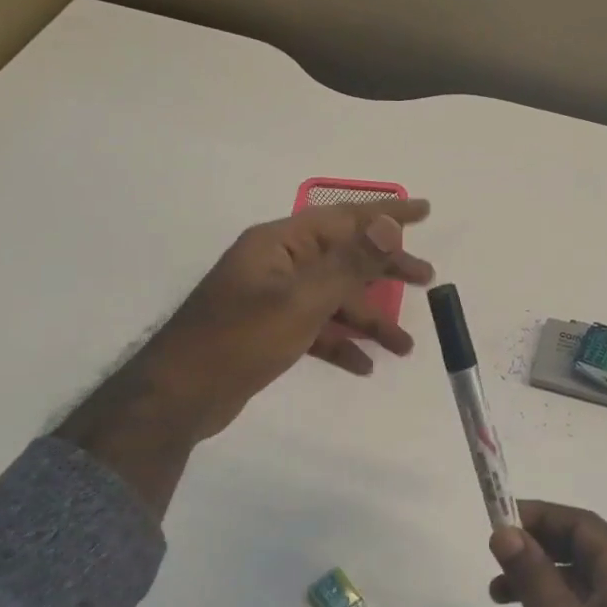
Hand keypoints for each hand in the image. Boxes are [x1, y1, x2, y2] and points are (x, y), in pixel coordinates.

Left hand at [59, 200, 432, 507]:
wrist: (180, 395)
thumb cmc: (240, 339)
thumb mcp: (301, 300)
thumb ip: (348, 264)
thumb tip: (386, 224)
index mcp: (281, 244)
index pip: (343, 218)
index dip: (386, 215)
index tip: (424, 212)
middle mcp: (278, 264)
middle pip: (343, 258)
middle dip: (385, 271)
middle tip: (426, 280)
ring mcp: (273, 299)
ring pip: (332, 300)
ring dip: (368, 320)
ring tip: (404, 346)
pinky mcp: (270, 332)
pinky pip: (316, 329)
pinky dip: (340, 344)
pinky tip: (364, 365)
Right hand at [489, 502, 606, 606]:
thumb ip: (532, 574)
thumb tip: (505, 531)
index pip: (582, 524)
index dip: (540, 516)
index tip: (500, 522)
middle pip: (581, 552)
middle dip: (535, 554)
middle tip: (495, 564)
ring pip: (580, 585)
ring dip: (539, 586)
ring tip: (496, 601)